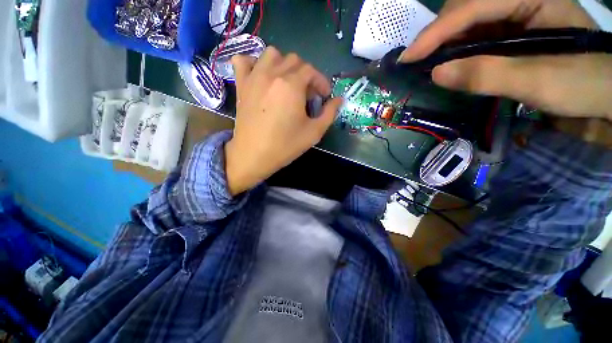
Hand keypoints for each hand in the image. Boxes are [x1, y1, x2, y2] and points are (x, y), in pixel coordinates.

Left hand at [224, 48, 342, 195]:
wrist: (253, 156)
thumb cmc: (285, 146)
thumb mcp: (314, 133)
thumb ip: (330, 114)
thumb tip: (339, 100)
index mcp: (291, 85)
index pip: (312, 71)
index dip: (321, 82)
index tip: (324, 96)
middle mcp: (272, 74)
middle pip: (294, 60)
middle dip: (306, 75)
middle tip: (307, 95)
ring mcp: (254, 77)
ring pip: (271, 54)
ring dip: (283, 64)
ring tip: (287, 84)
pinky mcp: (241, 85)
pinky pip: (243, 61)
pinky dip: (253, 63)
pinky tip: (261, 76)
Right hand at [399, 0, 611, 120]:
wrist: (604, 93)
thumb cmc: (583, 85)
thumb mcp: (539, 81)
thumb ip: (488, 74)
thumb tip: (437, 73)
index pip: (474, 5)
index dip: (437, 31)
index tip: (408, 58)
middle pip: (466, 7)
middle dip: (438, 34)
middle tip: (415, 62)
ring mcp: (515, 14)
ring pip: (467, 21)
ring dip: (444, 42)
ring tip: (426, 64)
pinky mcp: (511, 31)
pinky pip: (475, 35)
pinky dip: (456, 49)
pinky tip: (448, 63)